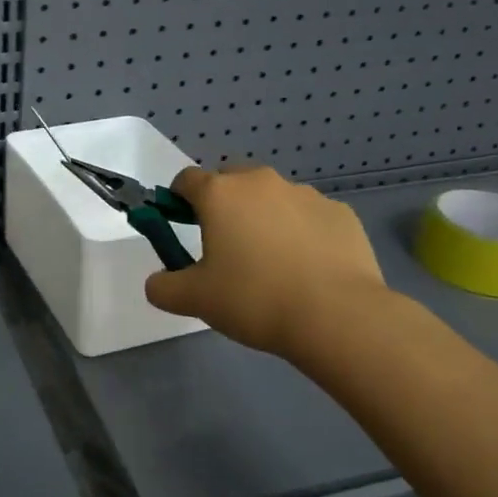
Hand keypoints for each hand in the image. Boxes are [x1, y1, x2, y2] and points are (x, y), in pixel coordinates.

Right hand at [144, 164, 391, 365]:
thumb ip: (164, 287)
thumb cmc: (254, 299)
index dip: (178, 199)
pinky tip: (308, 270)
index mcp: (220, 194)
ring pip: (273, 198)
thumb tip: (157, 283)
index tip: (181, 224)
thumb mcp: (194, 300)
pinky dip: (302, 233)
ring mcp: (305, 194)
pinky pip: (309, 217)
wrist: (337, 316)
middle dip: (224, 205)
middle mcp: (261, 183)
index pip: (187, 180)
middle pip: (232, 182)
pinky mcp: (341, 213)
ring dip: (264, 218)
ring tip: (272, 264)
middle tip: (225, 246)